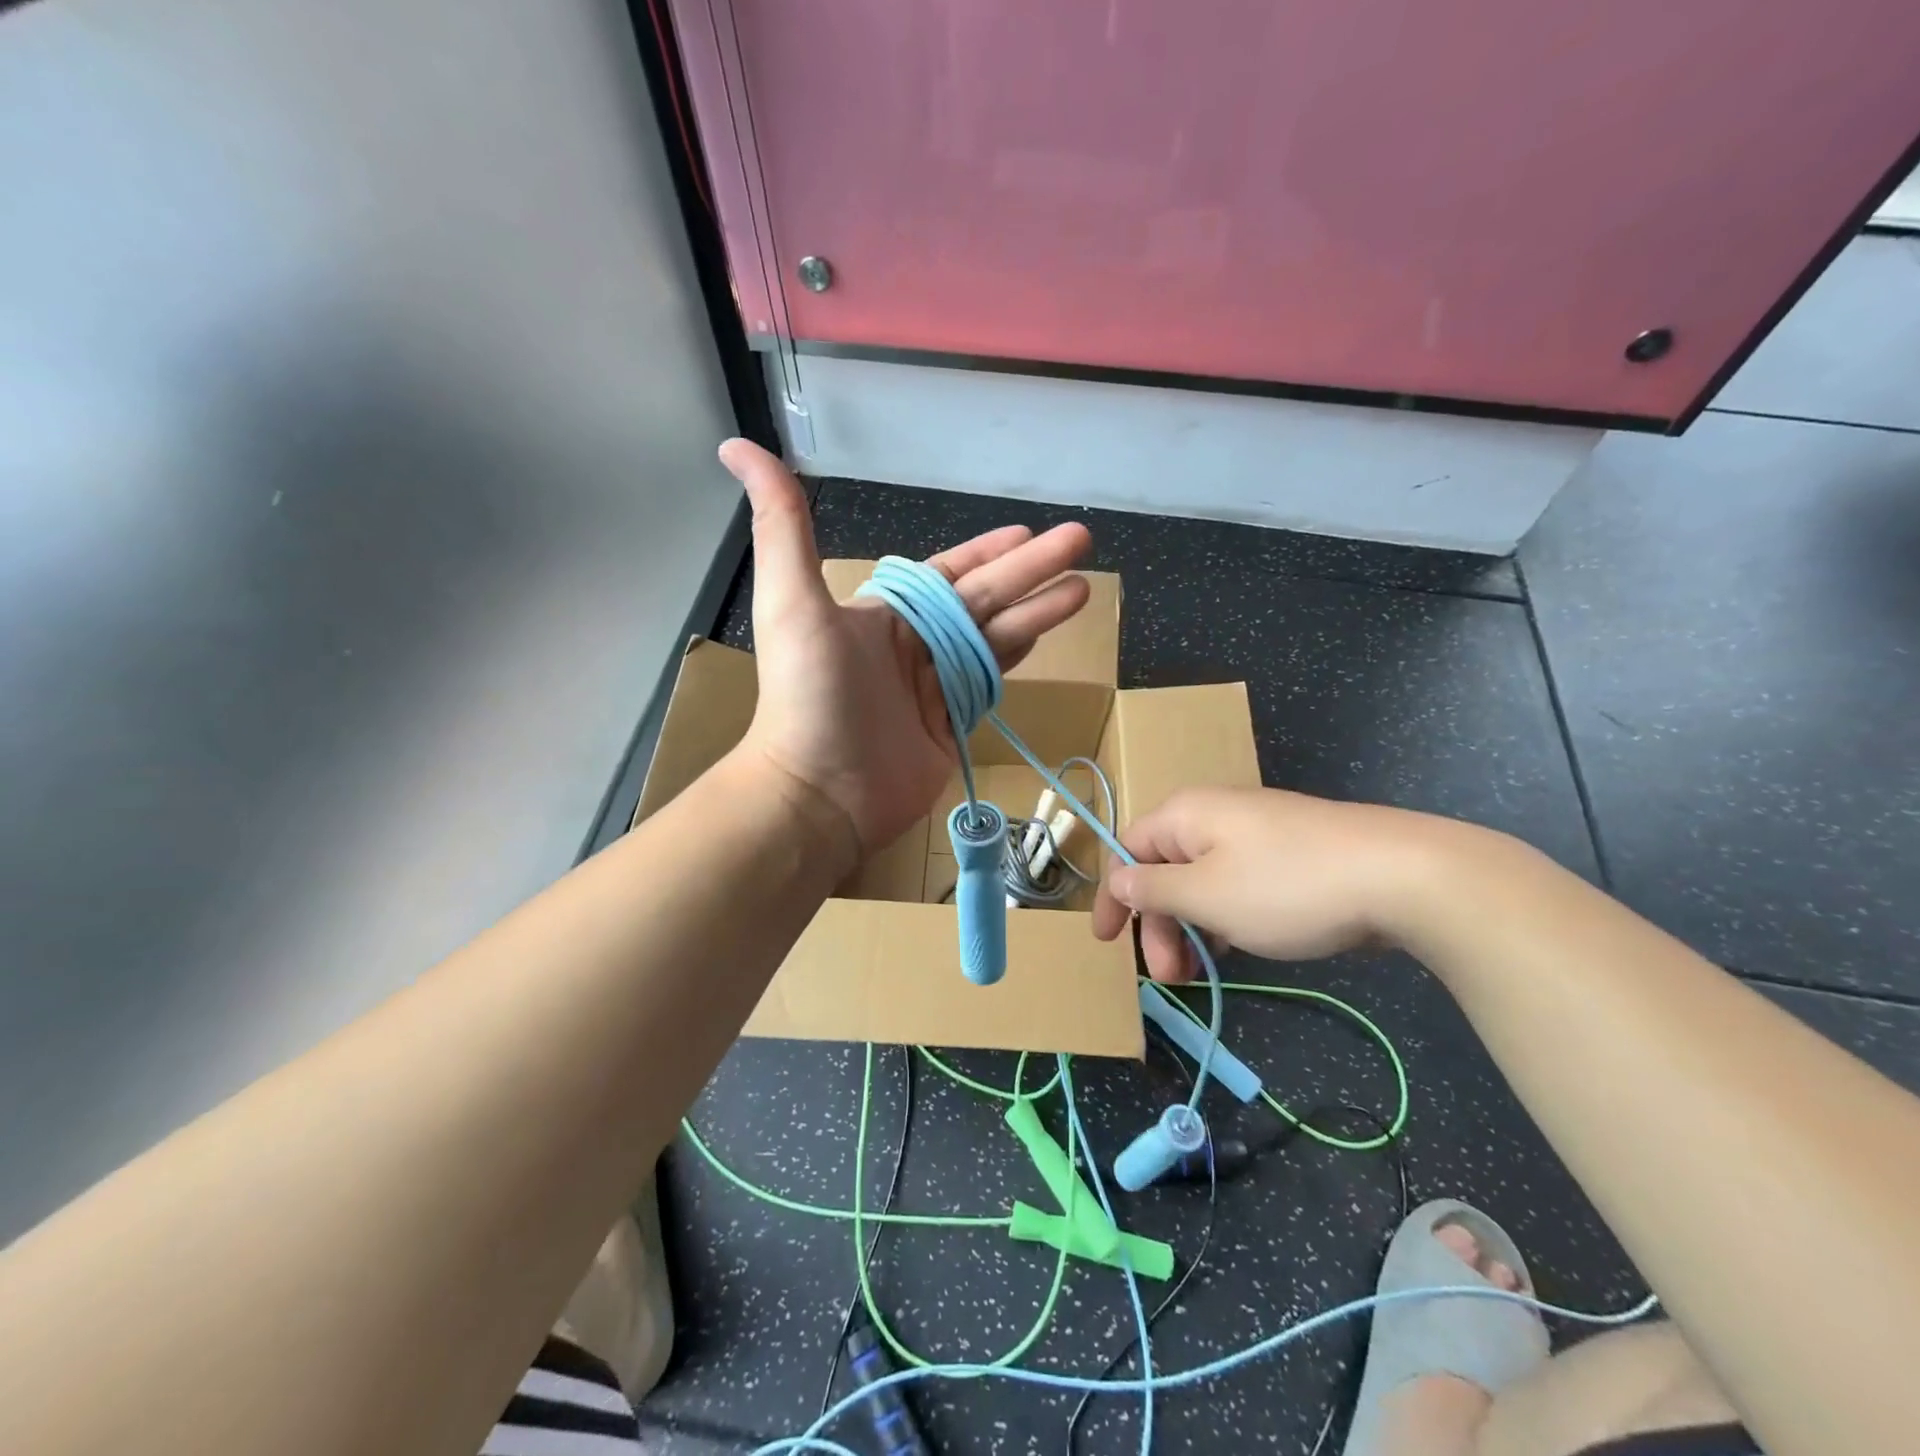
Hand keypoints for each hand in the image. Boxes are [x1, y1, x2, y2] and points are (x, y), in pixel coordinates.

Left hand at [719, 439, 1091, 858]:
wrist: (820, 791)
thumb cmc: (809, 694)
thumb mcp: (792, 599)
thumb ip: (782, 523)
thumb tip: (740, 447)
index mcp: (884, 613)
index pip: (948, 572)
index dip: (986, 550)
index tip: (1026, 531)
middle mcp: (913, 644)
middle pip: (985, 597)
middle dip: (1033, 568)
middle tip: (1081, 540)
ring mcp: (935, 686)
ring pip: (997, 636)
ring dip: (1039, 609)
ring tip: (1083, 587)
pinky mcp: (952, 724)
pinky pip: (992, 680)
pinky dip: (1019, 655)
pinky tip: (1048, 633)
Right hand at [1090, 787, 1470, 980]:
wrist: (1401, 876)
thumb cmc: (1286, 886)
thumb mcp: (1206, 895)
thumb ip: (1153, 888)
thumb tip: (1119, 879)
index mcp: (1185, 815)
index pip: (1127, 850)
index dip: (1112, 896)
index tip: (1105, 942)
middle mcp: (1214, 817)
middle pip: (1164, 870)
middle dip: (1158, 925)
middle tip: (1168, 977)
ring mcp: (1255, 835)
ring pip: (1202, 883)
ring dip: (1190, 929)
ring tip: (1201, 973)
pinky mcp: (1289, 857)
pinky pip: (1236, 887)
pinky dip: (1225, 919)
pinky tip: (1237, 949)